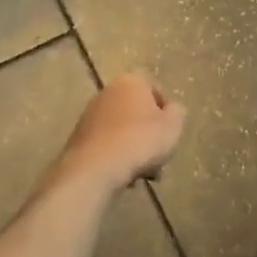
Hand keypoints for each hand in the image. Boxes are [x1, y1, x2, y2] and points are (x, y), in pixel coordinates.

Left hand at [57, 74, 185, 188]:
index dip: (166, 111)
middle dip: (149, 133)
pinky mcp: (79, 136)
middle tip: (159, 155)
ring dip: (134, 147)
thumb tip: (170, 109)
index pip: (154, 89)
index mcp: (131, 81)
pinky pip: (107, 143)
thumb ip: (177, 112)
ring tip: (144, 172)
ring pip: (122, 129)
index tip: (169, 132)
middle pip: (137, 111)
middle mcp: (107, 91)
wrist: (96, 167)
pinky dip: (117, 155)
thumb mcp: (173, 125)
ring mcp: (90, 114)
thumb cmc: (141, 140)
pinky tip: (125, 175)